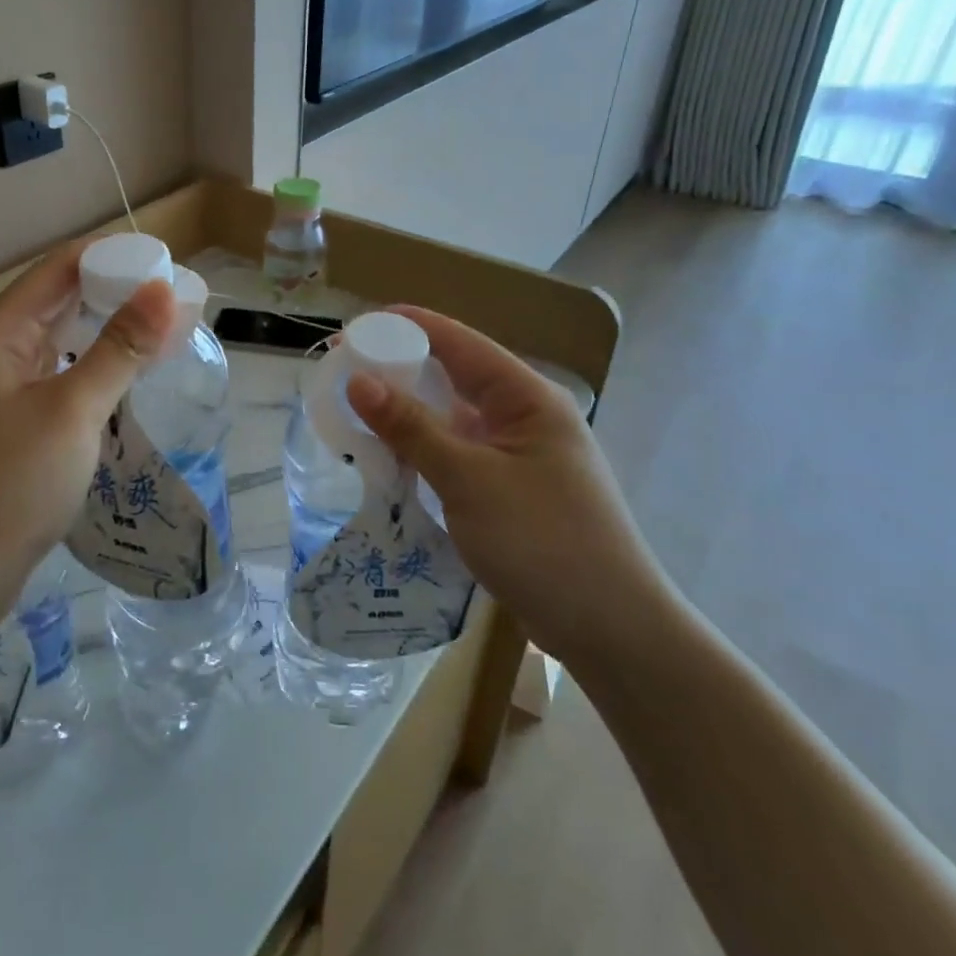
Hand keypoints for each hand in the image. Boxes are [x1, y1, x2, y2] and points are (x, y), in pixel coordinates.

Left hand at [0, 238, 176, 637]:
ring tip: (166, 337)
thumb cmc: (5, 487)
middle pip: (61, 303)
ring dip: (110, 336)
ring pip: (63, 345)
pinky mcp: (11, 431)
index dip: (114, 258)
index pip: (60, 268)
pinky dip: (96, 374)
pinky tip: (128, 384)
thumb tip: (164, 289)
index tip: (169, 265)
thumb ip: (119, 348)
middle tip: (180, 303)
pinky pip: (60, 382)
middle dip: (119, 297)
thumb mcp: (71, 412)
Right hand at [344, 307, 673, 671]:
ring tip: (356, 408)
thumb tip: (359, 381)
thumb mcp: (468, 480)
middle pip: (455, 375)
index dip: (407, 326)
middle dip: (401, 368)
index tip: (355, 326)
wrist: (610, 629)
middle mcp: (525, 415)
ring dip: (409, 411)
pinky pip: (458, 451)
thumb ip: (412, 428)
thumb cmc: (542, 542)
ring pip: (454, 416)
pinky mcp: (511, 487)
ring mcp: (520, 453)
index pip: (460, 342)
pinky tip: (390, 454)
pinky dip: (424, 447)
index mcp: (527, 397)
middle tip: (345, 371)